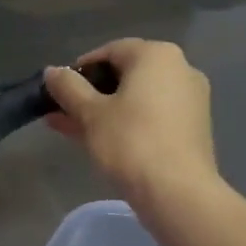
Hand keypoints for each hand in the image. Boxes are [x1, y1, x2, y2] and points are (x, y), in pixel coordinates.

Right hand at [43, 39, 218, 204]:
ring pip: (136, 99)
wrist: (178, 194)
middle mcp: (180, 69)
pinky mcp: (193, 128)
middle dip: (90, 93)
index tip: (59, 91)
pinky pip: (152, 116)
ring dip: (103, 110)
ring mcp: (190, 100)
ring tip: (70, 128)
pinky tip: (98, 140)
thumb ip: (68, 87)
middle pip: (124, 75)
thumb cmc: (131, 142)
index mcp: (157, 55)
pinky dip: (126, 123)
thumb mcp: (90, 113)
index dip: (80, 70)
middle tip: (62, 112)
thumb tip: (52, 71)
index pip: (110, 51)